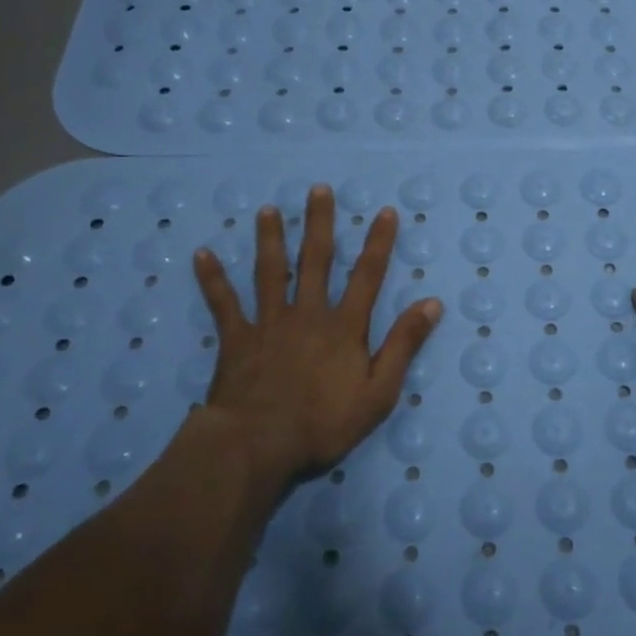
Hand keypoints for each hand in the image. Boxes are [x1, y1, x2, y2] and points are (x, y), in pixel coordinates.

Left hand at [190, 184, 441, 482]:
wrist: (258, 446)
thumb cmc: (323, 423)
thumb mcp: (379, 392)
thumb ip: (404, 345)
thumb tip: (432, 303)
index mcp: (344, 327)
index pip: (367, 276)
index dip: (378, 243)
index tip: (385, 212)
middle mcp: (308, 314)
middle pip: (316, 260)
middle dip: (319, 223)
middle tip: (317, 189)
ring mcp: (269, 323)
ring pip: (270, 272)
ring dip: (270, 239)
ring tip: (267, 210)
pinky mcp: (237, 340)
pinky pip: (223, 304)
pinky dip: (213, 279)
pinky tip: (202, 254)